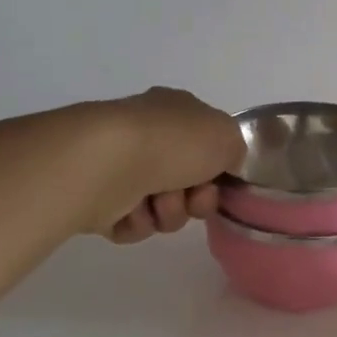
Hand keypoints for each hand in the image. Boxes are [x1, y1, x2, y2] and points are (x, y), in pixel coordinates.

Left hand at [86, 88, 245, 244]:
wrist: (109, 164)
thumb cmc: (172, 143)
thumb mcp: (227, 136)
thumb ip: (236, 150)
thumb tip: (223, 165)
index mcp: (175, 112)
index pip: (206, 144)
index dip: (219, 170)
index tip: (221, 183)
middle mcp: (148, 136)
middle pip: (188, 183)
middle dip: (195, 200)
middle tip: (192, 199)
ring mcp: (121, 167)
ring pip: (163, 208)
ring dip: (168, 212)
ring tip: (155, 203)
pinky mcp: (99, 199)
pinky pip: (133, 224)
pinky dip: (137, 222)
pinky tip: (129, 210)